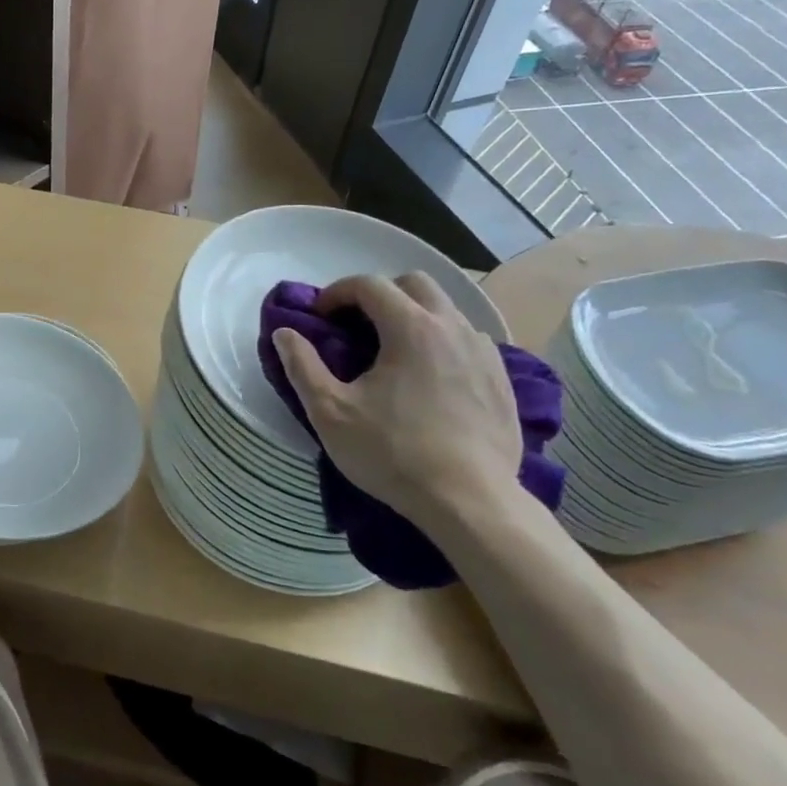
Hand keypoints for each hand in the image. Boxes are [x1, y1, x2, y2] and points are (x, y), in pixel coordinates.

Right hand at [272, 273, 521, 528]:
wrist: (469, 502)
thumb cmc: (392, 453)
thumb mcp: (331, 412)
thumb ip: (302, 366)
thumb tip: (284, 333)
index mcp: (410, 327)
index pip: (369, 284)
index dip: (337, 292)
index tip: (319, 316)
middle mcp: (452, 327)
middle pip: (415, 283)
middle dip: (380, 293)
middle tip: (356, 326)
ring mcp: (484, 352)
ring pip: (446, 310)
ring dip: (414, 316)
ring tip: (393, 352)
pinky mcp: (502, 380)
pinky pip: (468, 341)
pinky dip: (442, 343)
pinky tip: (430, 378)